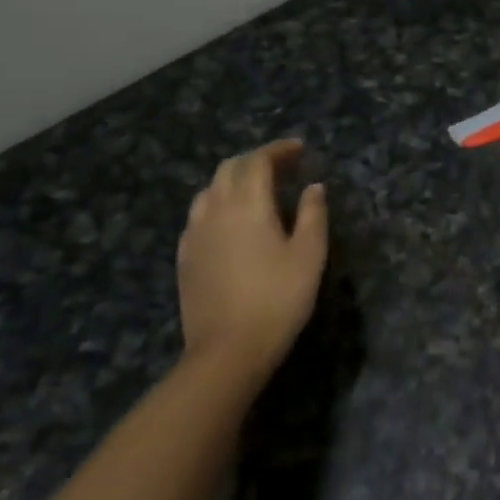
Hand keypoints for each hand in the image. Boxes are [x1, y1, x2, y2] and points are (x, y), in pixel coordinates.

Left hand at [177, 141, 327, 377]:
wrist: (227, 350)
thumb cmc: (278, 298)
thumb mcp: (309, 255)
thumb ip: (313, 215)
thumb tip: (314, 187)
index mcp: (247, 205)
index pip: (257, 161)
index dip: (278, 150)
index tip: (299, 149)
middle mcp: (215, 211)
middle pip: (228, 169)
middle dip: (255, 160)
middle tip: (282, 166)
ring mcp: (194, 235)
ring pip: (209, 191)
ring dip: (233, 181)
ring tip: (257, 190)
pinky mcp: (185, 258)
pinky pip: (199, 216)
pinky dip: (218, 205)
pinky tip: (232, 222)